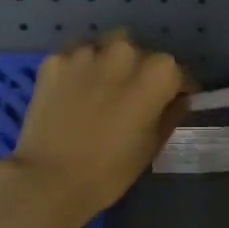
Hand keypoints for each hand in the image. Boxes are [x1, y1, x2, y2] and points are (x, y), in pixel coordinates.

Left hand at [1, 31, 191, 221]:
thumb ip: (170, 114)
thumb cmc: (110, 170)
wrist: (49, 180)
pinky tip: (72, 92)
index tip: (173, 101)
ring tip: (100, 89)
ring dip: (108, 63)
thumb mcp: (151, 146)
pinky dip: (78, 70)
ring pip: (106, 47)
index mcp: (156, 73)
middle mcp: (124, 51)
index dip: (177, 88)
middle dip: (139, 70)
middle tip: (131, 96)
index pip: (177, 72)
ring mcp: (86, 52)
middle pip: (140, 52)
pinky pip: (74, 57)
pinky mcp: (54, 59)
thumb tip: (179, 100)